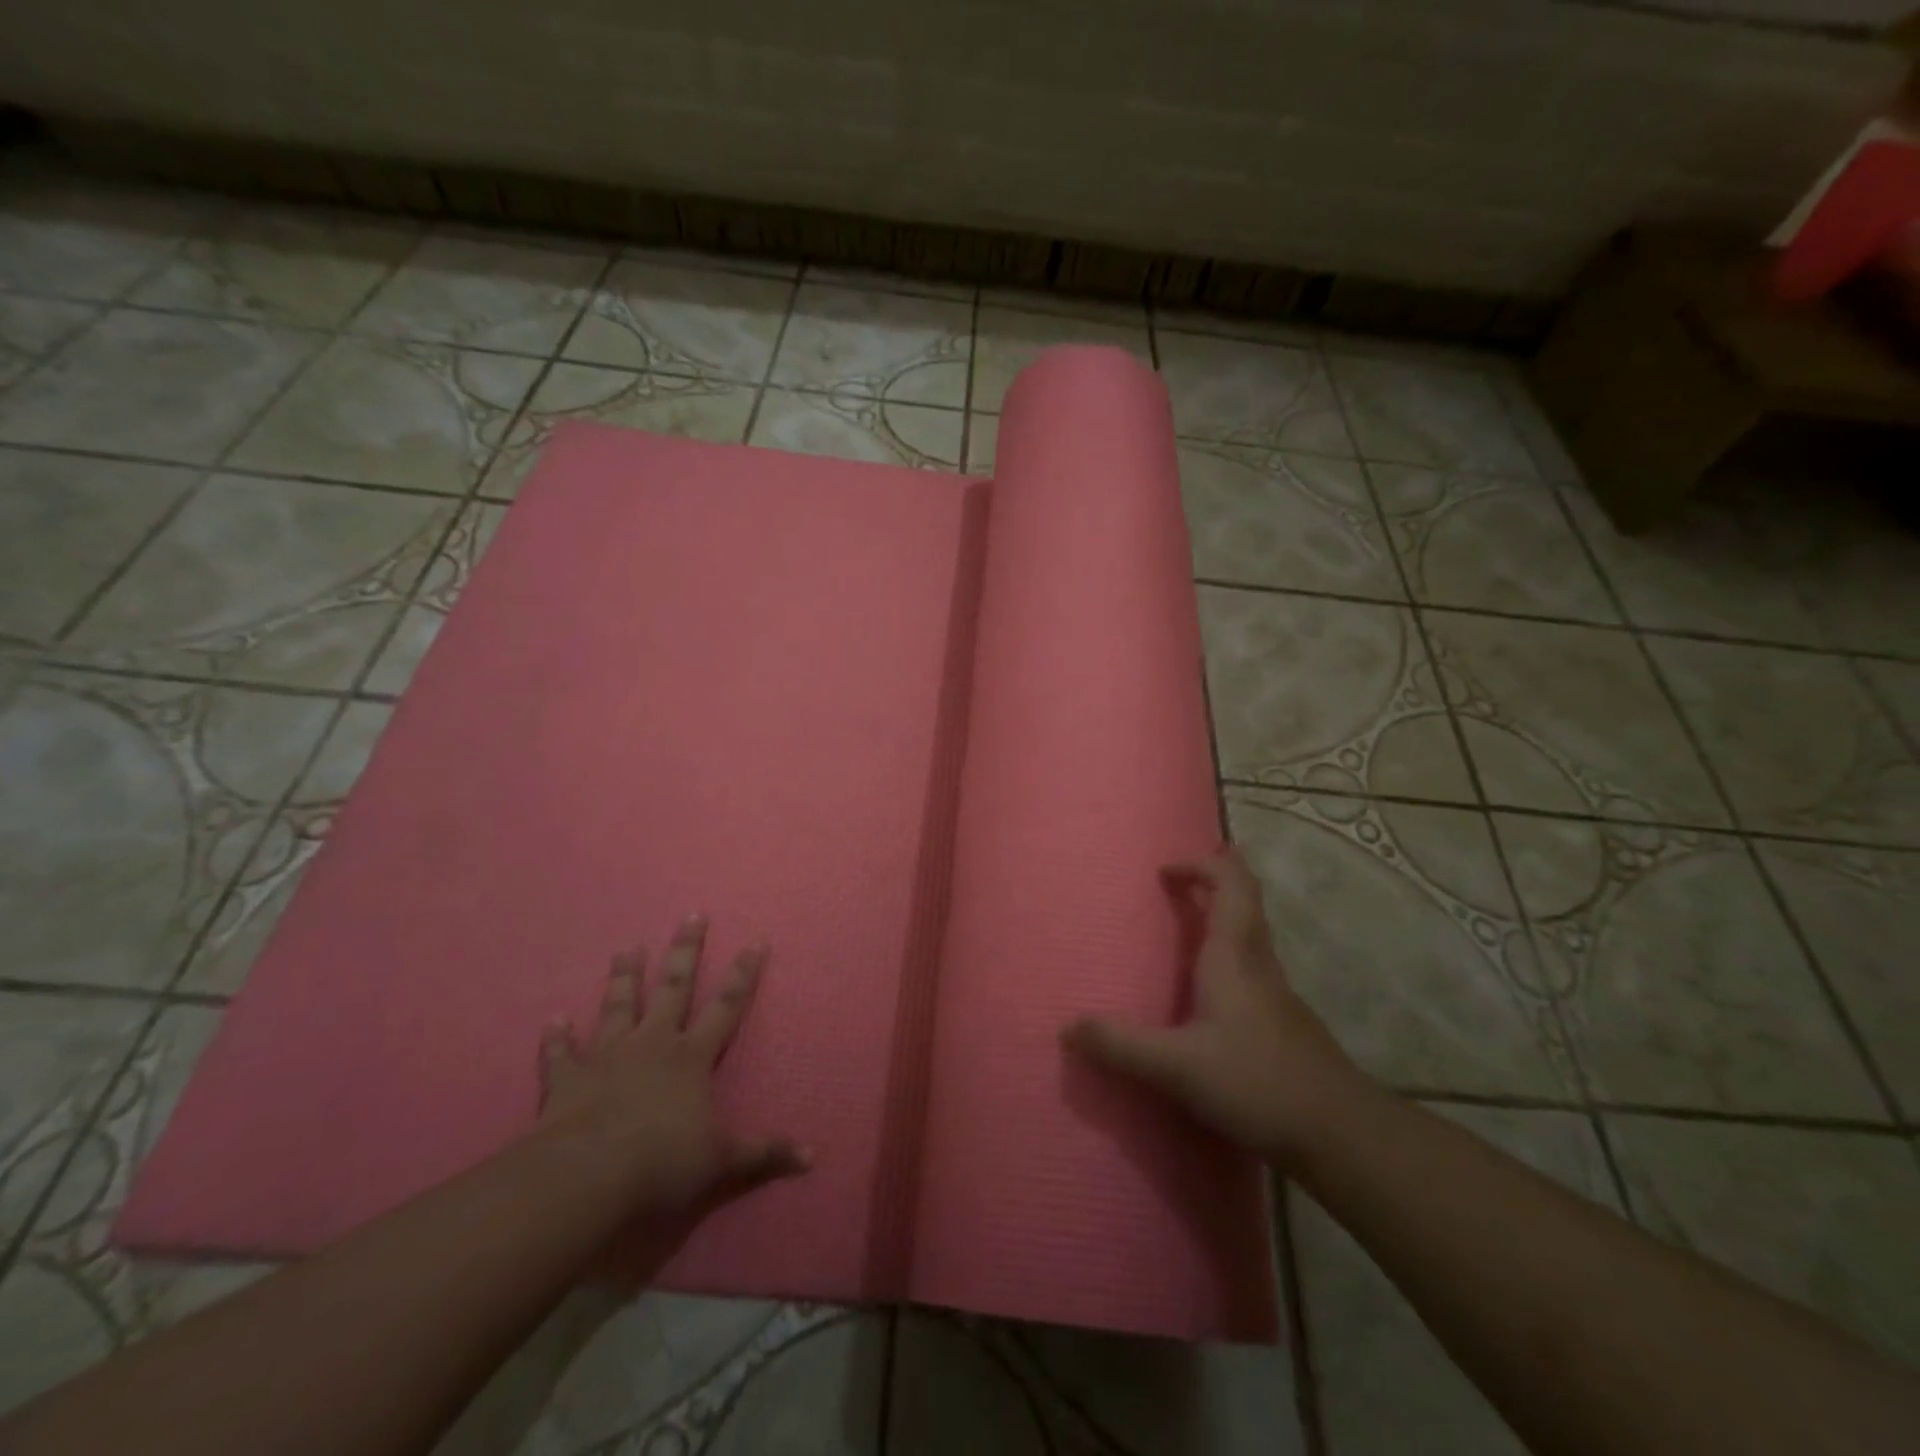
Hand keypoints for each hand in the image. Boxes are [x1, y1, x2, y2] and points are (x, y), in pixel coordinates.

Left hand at [536, 915, 809, 1216]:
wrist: (588, 1176)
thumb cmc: (662, 1161)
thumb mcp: (723, 1160)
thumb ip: (764, 1152)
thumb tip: (814, 1156)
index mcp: (692, 1057)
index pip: (726, 1006)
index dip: (744, 974)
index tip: (755, 940)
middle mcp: (653, 1044)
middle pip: (674, 987)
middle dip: (685, 951)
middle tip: (692, 914)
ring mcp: (608, 1056)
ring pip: (619, 1006)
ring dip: (624, 977)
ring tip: (628, 948)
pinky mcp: (568, 1078)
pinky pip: (561, 1053)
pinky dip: (557, 1038)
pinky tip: (553, 1020)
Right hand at [1063, 848, 1366, 1166]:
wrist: (1340, 1134)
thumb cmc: (1256, 1083)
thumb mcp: (1177, 1066)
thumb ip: (1121, 1046)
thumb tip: (1066, 1028)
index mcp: (1234, 958)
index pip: (1229, 886)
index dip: (1201, 867)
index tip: (1166, 870)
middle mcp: (1259, 965)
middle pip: (1247, 903)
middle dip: (1221, 878)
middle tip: (1192, 870)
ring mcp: (1279, 995)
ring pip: (1254, 937)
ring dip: (1229, 916)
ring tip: (1199, 920)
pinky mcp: (1288, 1025)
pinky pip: (1256, 969)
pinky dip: (1235, 955)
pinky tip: (1219, 990)